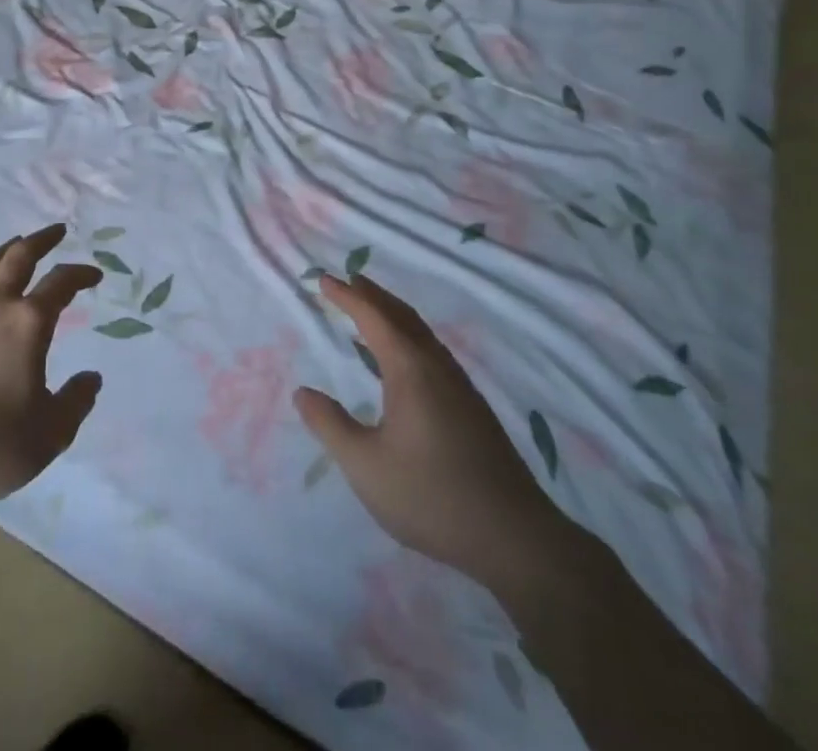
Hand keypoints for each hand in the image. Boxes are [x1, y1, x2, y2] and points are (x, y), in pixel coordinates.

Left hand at [0, 225, 103, 503]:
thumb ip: (77, 402)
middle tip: (56, 232)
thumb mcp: (50, 433)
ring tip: (16, 244)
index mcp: (29, 324)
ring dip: (5, 250)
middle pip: (19, 258)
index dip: (81, 274)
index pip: (61, 283)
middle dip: (41, 240)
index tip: (94, 275)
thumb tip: (92, 378)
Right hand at [294, 273, 576, 605]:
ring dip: (394, 314)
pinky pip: (434, 352)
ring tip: (373, 312)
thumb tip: (303, 393)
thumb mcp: (365, 465)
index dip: (347, 296)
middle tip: (348, 281)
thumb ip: (330, 426)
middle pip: (402, 316)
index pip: (373, 317)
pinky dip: (411, 337)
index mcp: (410, 370)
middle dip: (373, 295)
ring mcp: (461, 386)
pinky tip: (408, 360)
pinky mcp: (473, 408)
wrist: (513, 537)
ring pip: (422, 333)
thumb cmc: (430, 496)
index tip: (323, 279)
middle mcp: (437, 367)